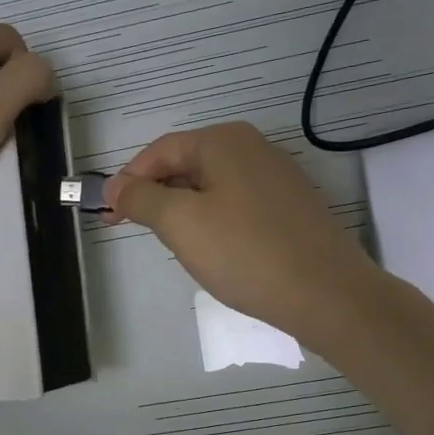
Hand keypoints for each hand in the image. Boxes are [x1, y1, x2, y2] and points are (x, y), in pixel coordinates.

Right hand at [104, 122, 385, 348]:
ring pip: (214, 188)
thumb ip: (142, 199)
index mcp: (225, 141)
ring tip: (173, 245)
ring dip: (185, 211)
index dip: (129, 180)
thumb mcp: (181, 223)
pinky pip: (239, 206)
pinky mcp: (293, 208)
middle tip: (134, 230)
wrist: (327, 293)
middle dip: (157, 196)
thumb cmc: (245, 252)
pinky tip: (216, 252)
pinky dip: (216, 222)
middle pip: (188, 165)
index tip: (106, 212)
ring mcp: (278, 178)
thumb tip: (116, 187)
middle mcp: (254, 148)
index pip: (160, 151)